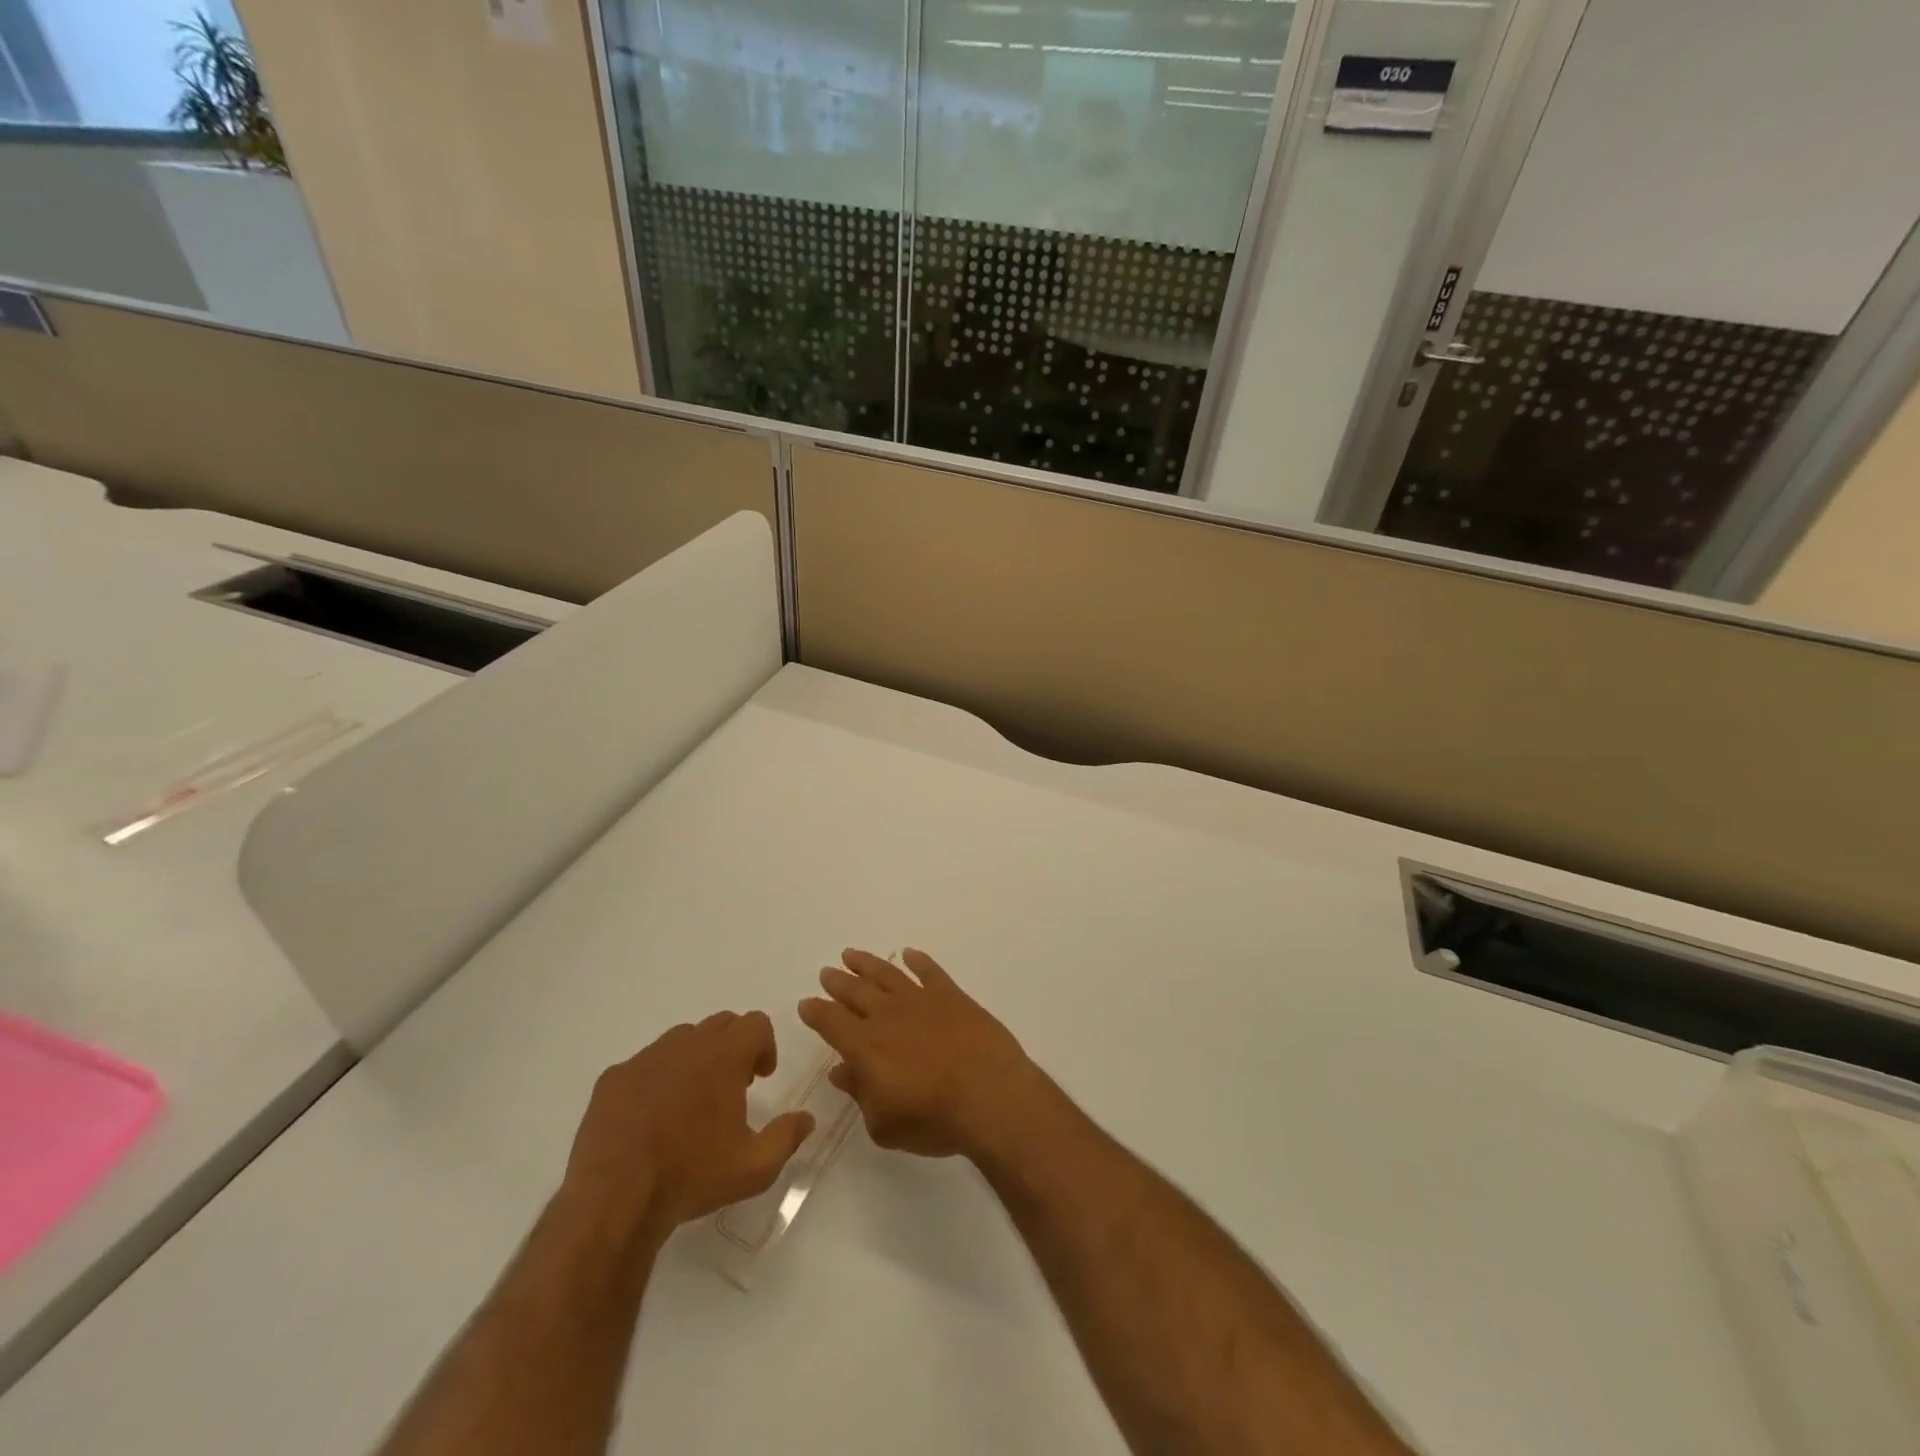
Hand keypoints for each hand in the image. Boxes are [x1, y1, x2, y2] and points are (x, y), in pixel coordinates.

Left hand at [561, 1011, 814, 1249]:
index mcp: (724, 1056)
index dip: (764, 1045)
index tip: (761, 1077)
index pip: (755, 1023)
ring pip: (681, 1040)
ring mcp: (645, 1058)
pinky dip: (656, 1079)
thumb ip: (787, 1137)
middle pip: (720, 1024)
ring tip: (691, 1101)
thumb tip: (807, 1118)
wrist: (615, 1198)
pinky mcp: (613, 1078)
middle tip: (732, 1086)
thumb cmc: (692, 1176)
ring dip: (695, 1058)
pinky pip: (644, 1064)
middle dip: (732, 1047)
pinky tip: (651, 1117)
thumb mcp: (755, 1168)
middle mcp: (686, 1045)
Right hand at [798, 949, 1042, 1159]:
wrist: (989, 1095)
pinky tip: (909, 954)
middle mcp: (887, 1015)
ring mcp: (920, 1000)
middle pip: (855, 991)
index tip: (807, 1003)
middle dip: (838, 982)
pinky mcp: (951, 995)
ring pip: (887, 974)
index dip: (816, 1012)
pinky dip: (918, 960)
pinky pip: (929, 971)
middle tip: (827, 972)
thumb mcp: (884, 1124)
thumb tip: (840, 1071)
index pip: (831, 1022)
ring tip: (851, 954)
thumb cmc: (933, 1119)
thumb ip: (859, 1094)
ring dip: (867, 963)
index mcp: (865, 1046)